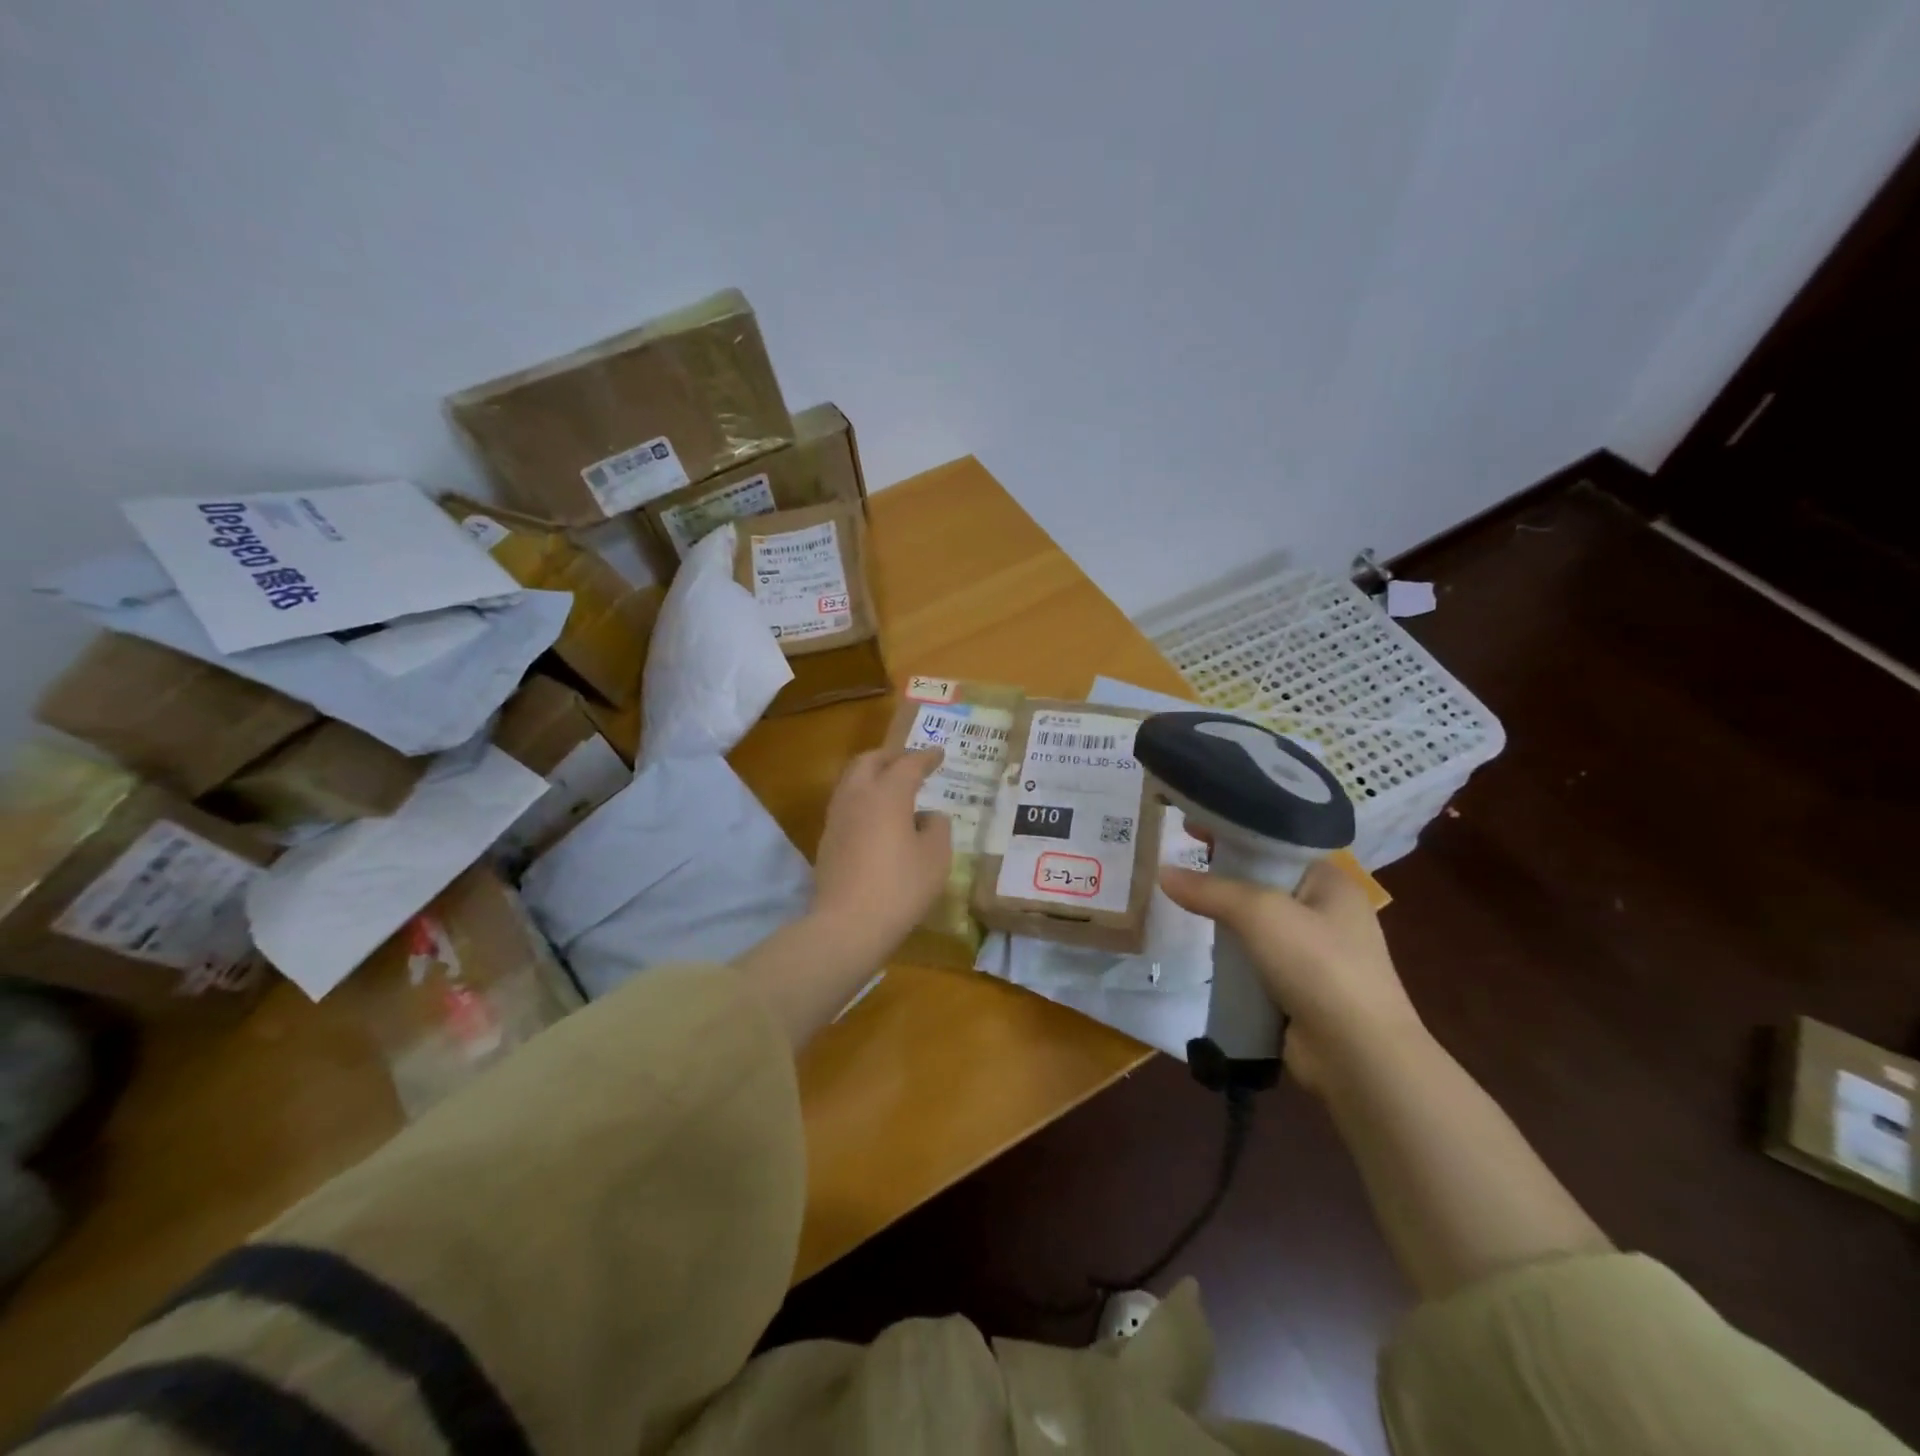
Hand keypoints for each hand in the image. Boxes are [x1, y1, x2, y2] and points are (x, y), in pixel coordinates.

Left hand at [811, 747, 953, 962]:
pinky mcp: (827, 840)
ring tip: (891, 786)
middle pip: (869, 761)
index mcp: (887, 794)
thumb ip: (937, 828)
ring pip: (851, 780)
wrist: (847, 924)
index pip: (908, 764)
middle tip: (910, 762)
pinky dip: (863, 798)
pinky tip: (876, 816)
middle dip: (891, 756)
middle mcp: (857, 796)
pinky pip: (846, 803)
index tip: (939, 754)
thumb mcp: (936, 858)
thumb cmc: (900, 887)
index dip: (925, 757)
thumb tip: (929, 817)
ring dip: (872, 775)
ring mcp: (837, 818)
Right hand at [1159, 855, 1423, 1090]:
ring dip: (1223, 915)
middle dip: (1222, 872)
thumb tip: (1162, 873)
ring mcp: (1314, 952)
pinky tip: (1202, 946)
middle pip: (1263, 879)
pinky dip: (1231, 951)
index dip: (1233, 830)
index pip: (1275, 842)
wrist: (1357, 1056)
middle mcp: (1326, 911)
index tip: (1190, 826)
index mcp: (1331, 881)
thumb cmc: (1318, 965)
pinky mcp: (1298, 987)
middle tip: (1176, 861)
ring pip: (1256, 921)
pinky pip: (1255, 957)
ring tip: (1178, 900)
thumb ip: (1210, 890)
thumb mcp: (1261, 913)